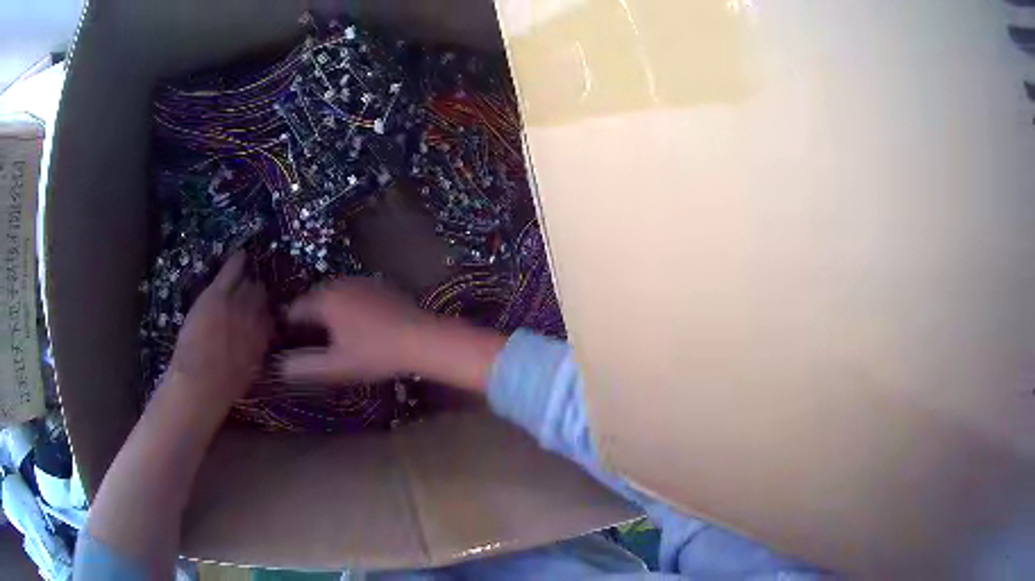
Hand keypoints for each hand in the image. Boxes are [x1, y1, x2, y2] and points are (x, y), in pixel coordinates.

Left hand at [165, 251, 272, 407]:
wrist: (201, 382)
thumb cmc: (223, 387)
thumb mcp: (249, 373)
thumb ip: (255, 352)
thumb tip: (258, 344)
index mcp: (263, 340)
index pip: (271, 318)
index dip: (266, 314)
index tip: (262, 314)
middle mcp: (255, 317)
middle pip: (261, 296)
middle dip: (257, 294)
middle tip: (250, 294)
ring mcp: (236, 303)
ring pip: (248, 283)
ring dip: (247, 279)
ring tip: (247, 273)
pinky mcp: (218, 294)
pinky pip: (231, 270)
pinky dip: (237, 261)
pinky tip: (241, 254)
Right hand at [279, 278, 432, 383]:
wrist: (422, 338)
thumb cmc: (375, 354)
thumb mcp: (336, 366)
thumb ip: (304, 366)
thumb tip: (279, 366)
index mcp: (324, 299)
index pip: (294, 310)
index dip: (287, 329)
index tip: (287, 346)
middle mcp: (339, 283)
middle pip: (313, 300)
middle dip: (308, 320)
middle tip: (309, 345)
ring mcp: (361, 281)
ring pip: (333, 296)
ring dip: (328, 314)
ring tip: (332, 338)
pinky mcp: (380, 286)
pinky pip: (353, 295)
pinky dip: (347, 308)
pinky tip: (358, 328)